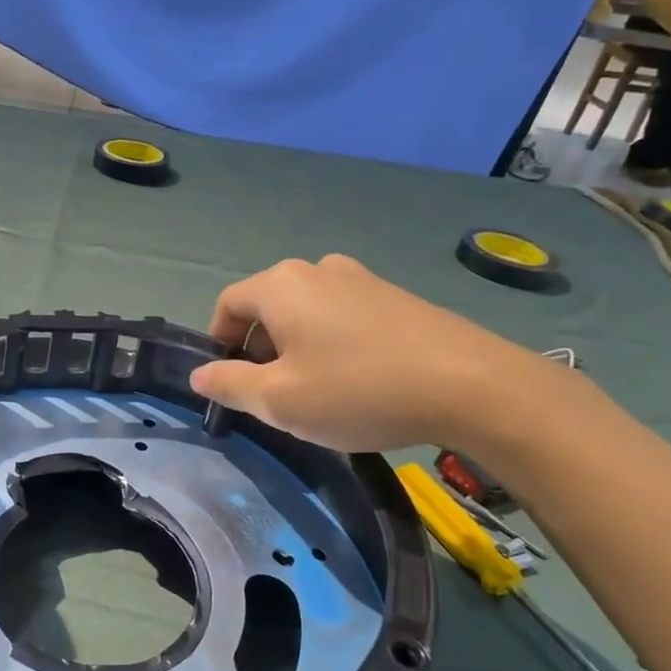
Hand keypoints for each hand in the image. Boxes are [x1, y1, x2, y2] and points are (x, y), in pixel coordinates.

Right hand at [188, 254, 544, 453]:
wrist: (471, 385)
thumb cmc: (358, 390)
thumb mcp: (279, 400)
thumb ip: (229, 384)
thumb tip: (199, 373)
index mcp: (280, 285)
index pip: (227, 305)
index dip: (218, 343)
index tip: (232, 384)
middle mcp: (317, 270)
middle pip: (267, 307)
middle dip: (259, 349)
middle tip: (275, 395)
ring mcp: (361, 279)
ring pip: (306, 312)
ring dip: (296, 347)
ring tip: (318, 391)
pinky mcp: (395, 296)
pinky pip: (343, 316)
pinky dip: (333, 343)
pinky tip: (358, 381)